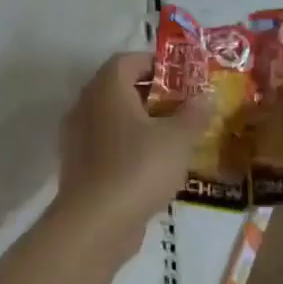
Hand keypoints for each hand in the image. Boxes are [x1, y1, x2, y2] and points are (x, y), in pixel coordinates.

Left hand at [56, 51, 208, 235]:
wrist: (95, 223)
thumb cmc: (138, 168)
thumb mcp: (178, 139)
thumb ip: (194, 114)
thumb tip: (205, 98)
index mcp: (106, 88)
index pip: (128, 60)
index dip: (156, 64)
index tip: (183, 78)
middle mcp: (85, 105)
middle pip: (119, 88)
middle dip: (152, 95)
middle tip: (183, 107)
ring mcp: (77, 137)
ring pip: (113, 118)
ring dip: (141, 123)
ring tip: (173, 137)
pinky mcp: (78, 166)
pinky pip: (107, 145)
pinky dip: (129, 147)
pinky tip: (154, 165)